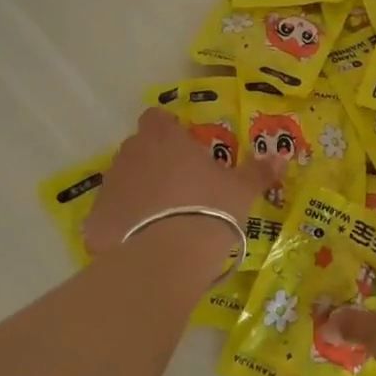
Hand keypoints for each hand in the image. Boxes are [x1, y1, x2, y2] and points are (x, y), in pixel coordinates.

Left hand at [82, 108, 285, 264]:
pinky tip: (141, 245)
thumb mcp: (241, 190)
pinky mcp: (95, 221)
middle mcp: (131, 155)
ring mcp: (109, 187)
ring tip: (162, 220)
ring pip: (123, 182)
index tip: (183, 148)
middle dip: (154, 162)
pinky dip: (122, 226)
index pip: (156, 118)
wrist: (168, 257)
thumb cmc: (209, 209)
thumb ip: (257, 171)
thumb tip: (281, 157)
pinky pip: (109, 217)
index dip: (167, 129)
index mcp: (164, 139)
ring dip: (138, 193)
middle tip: (180, 187)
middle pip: (139, 149)